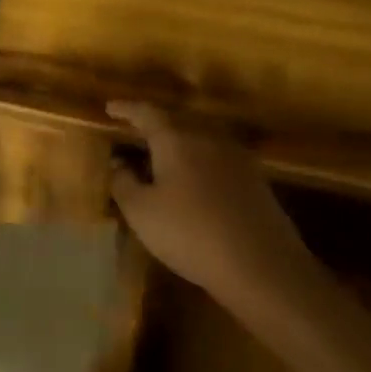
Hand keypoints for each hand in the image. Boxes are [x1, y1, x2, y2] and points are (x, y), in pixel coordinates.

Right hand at [107, 102, 314, 307]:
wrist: (260, 263)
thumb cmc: (189, 233)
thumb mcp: (141, 212)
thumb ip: (123, 182)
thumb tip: (118, 163)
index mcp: (176, 139)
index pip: (147, 113)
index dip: (126, 109)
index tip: (110, 108)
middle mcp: (208, 138)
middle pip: (176, 123)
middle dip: (154, 128)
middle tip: (135, 136)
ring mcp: (236, 157)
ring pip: (199, 142)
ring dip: (179, 148)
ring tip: (162, 162)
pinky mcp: (255, 180)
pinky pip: (217, 162)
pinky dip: (199, 166)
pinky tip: (194, 186)